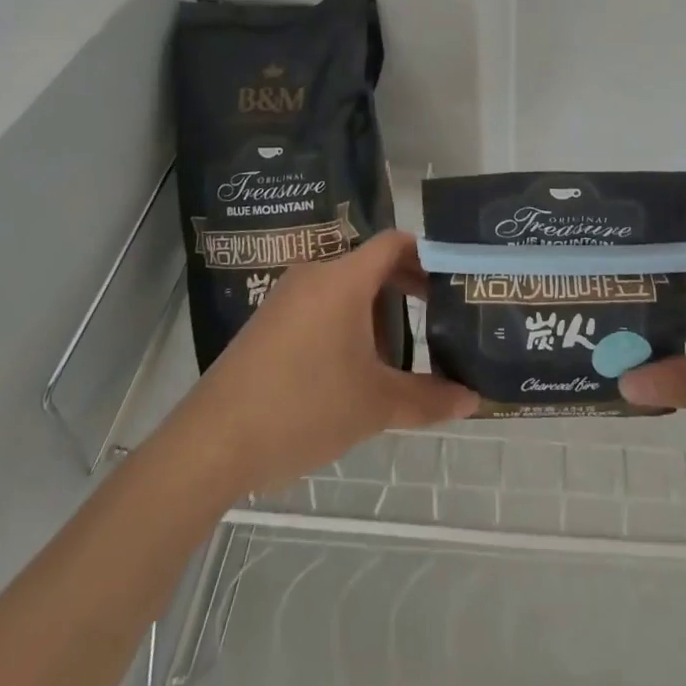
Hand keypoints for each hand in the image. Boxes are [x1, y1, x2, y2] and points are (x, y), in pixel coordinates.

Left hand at [177, 231, 477, 492]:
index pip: (394, 242)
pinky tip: (352, 369)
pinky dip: (346, 323)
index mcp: (344, 279)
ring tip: (397, 355)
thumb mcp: (375, 406)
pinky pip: (319, 306)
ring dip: (376, 312)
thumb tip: (473, 399)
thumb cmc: (303, 408)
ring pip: (345, 289)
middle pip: (371, 265)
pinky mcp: (268, 322)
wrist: (212, 443)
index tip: (453, 278)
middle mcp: (315, 275)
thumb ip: (428, 398)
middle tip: (437, 316)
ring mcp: (286, 297)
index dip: (428, 253)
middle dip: (406, 287)